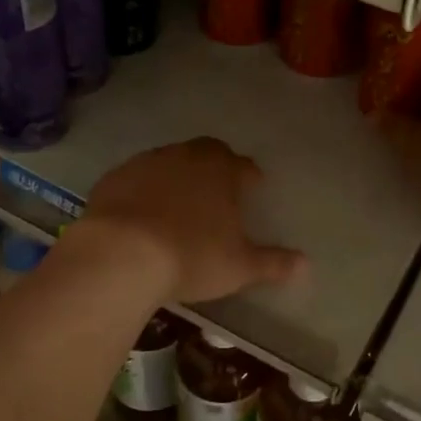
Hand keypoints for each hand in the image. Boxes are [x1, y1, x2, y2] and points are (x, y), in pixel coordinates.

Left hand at [81, 137, 306, 301]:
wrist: (121, 254)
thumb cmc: (191, 256)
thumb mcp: (239, 267)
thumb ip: (273, 263)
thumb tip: (306, 264)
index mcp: (222, 170)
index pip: (244, 166)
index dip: (250, 177)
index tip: (252, 188)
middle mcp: (186, 156)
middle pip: (207, 153)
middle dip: (215, 167)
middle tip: (217, 191)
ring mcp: (146, 163)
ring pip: (169, 161)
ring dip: (176, 176)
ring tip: (177, 204)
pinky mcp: (114, 177)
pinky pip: (136, 178)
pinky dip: (142, 190)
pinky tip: (140, 213)